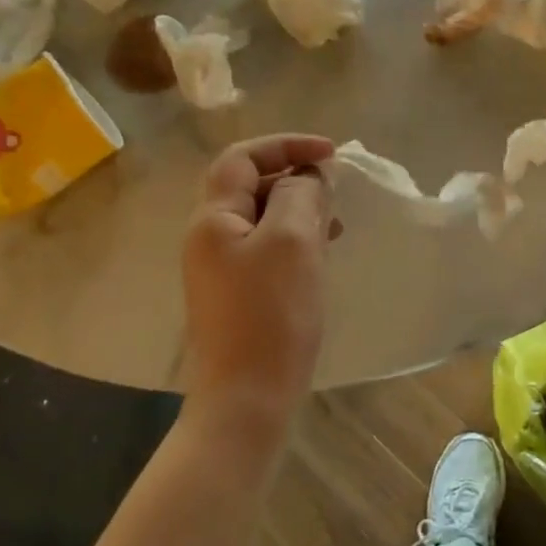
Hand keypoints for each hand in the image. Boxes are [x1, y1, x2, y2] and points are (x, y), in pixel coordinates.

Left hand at [181, 134, 335, 432]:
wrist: (247, 399)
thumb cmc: (271, 315)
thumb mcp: (292, 242)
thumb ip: (300, 195)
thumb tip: (308, 174)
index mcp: (213, 220)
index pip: (242, 159)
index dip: (286, 145)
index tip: (331, 154)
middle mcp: (210, 239)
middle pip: (251, 187)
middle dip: (294, 178)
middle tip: (336, 192)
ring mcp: (222, 270)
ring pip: (263, 220)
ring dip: (299, 210)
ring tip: (335, 223)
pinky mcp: (239, 296)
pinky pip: (268, 250)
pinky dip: (296, 241)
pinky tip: (322, 255)